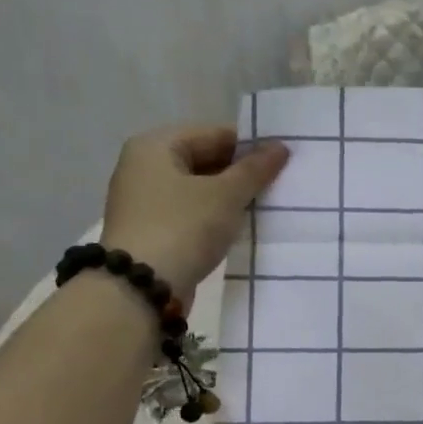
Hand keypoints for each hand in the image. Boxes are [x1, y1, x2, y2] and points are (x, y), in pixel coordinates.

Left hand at [100, 126, 289, 297]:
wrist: (140, 289)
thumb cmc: (182, 228)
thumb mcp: (226, 195)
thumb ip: (255, 169)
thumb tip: (281, 147)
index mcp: (155, 146)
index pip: (214, 134)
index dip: (251, 147)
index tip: (283, 163)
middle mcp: (144, 167)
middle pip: (204, 160)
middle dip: (240, 174)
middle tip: (278, 187)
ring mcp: (144, 201)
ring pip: (198, 190)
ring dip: (229, 199)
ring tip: (263, 208)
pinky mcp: (150, 231)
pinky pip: (190, 214)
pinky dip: (213, 218)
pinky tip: (237, 230)